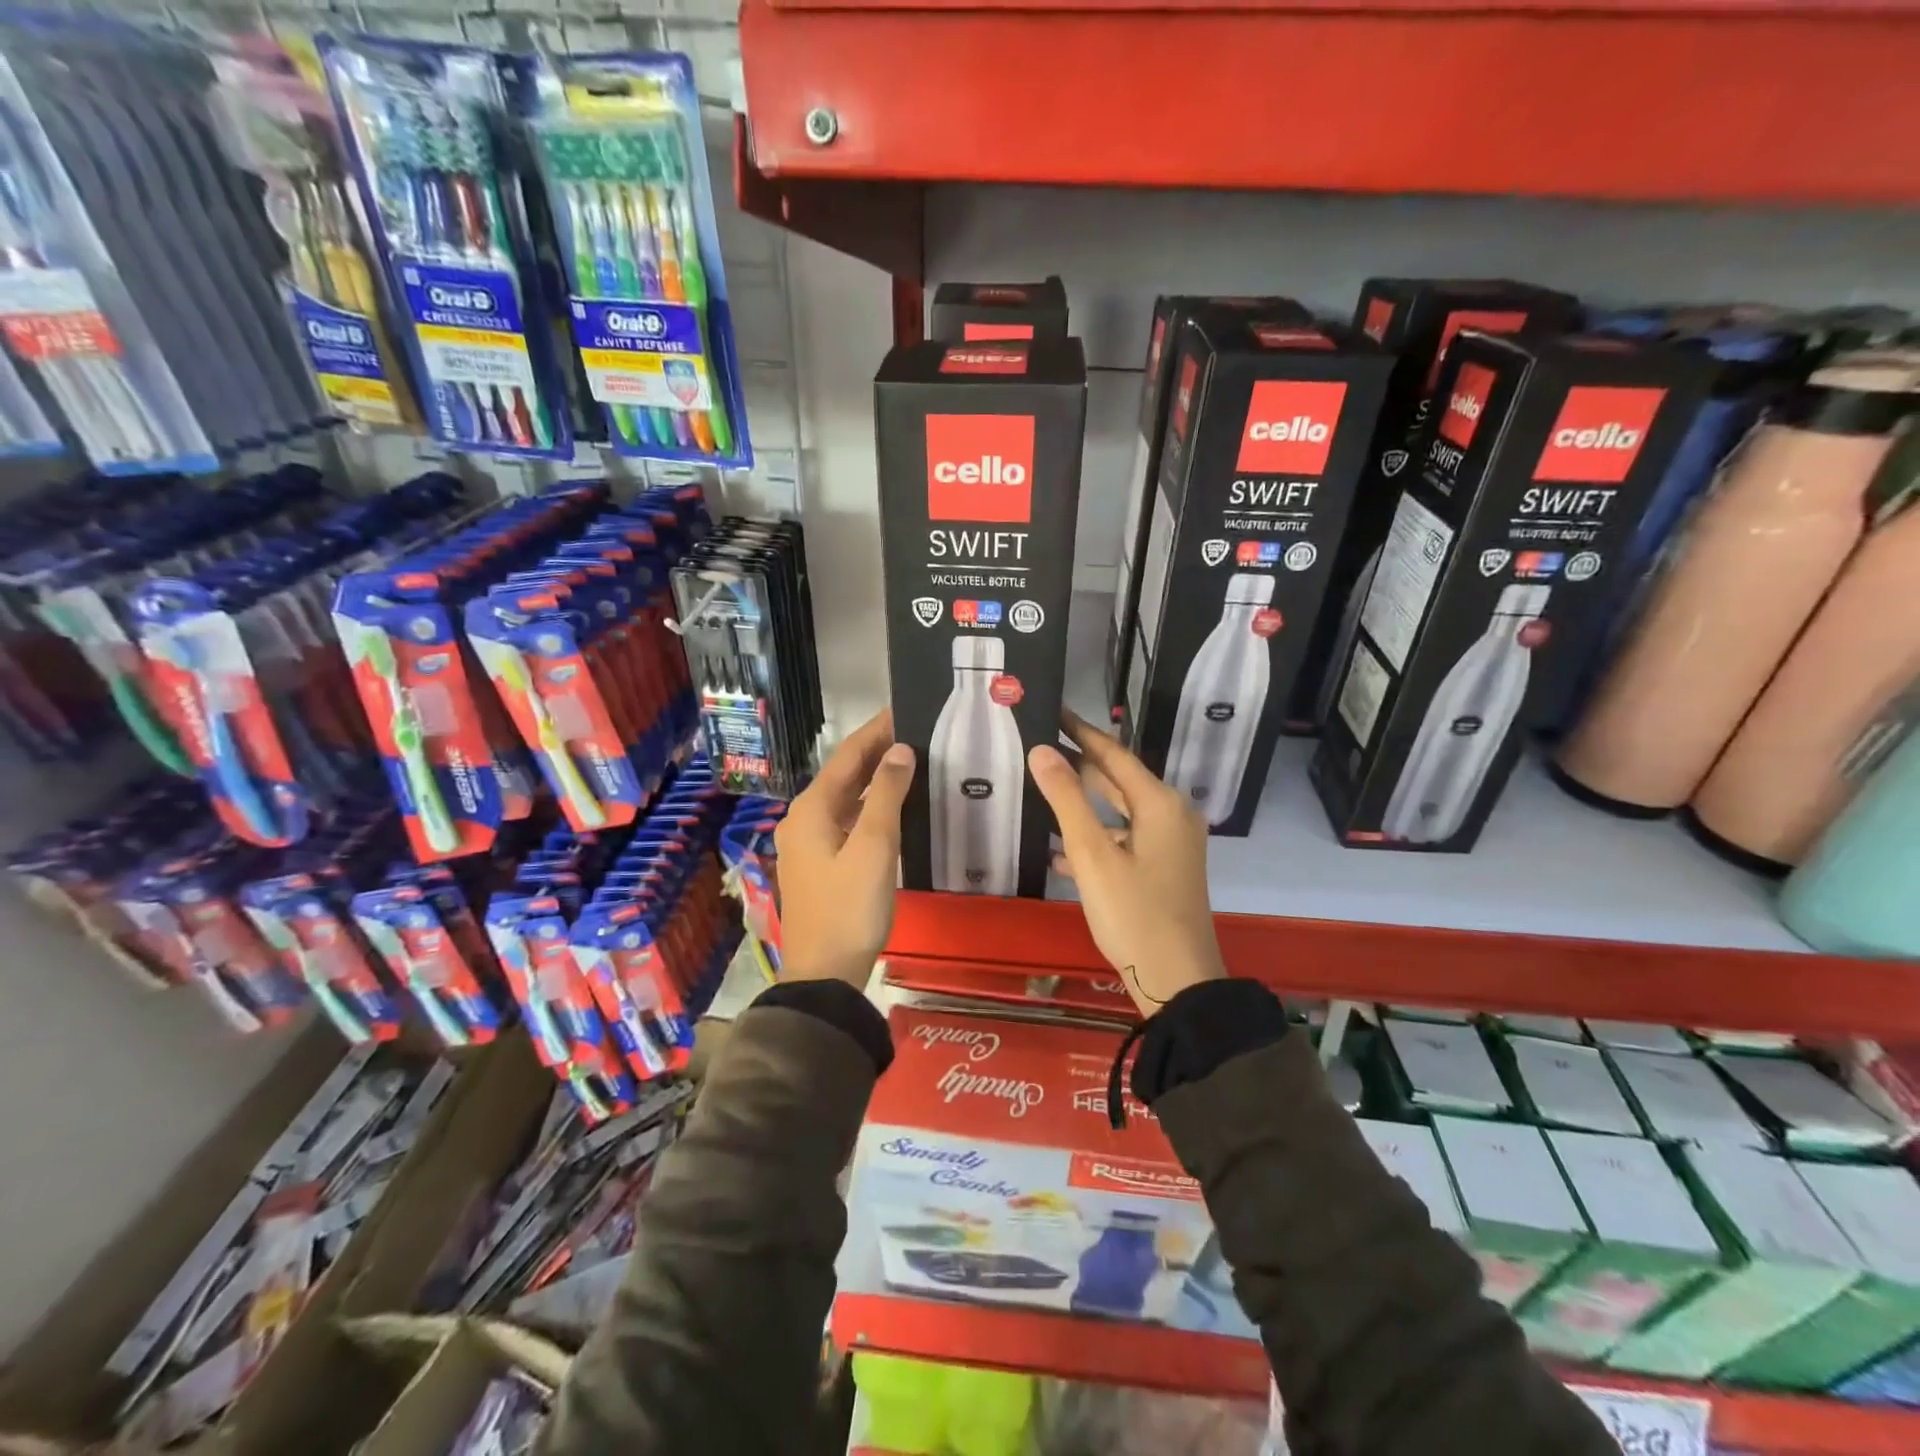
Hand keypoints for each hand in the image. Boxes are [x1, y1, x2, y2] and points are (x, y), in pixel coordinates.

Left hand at [775, 710, 914, 986]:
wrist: (824, 972)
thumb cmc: (850, 907)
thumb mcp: (874, 847)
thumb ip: (887, 795)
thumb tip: (900, 750)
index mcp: (811, 809)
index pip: (848, 756)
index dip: (876, 731)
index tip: (905, 709)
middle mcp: (804, 818)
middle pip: (844, 775)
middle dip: (877, 752)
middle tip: (917, 732)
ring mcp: (809, 843)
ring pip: (846, 798)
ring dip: (875, 779)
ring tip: (912, 761)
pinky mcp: (820, 863)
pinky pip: (846, 820)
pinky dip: (870, 806)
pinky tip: (894, 806)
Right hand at [1028, 712, 1225, 1016]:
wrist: (1178, 982)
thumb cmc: (1133, 913)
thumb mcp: (1092, 855)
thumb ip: (1066, 799)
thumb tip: (1042, 750)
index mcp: (1160, 804)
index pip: (1114, 753)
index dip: (1081, 731)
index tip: (1052, 710)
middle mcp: (1171, 815)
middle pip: (1119, 780)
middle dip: (1079, 765)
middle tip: (1038, 747)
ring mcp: (1171, 845)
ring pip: (1119, 813)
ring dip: (1083, 806)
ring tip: (1040, 793)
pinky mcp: (1164, 869)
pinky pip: (1124, 841)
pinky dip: (1095, 840)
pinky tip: (1058, 853)